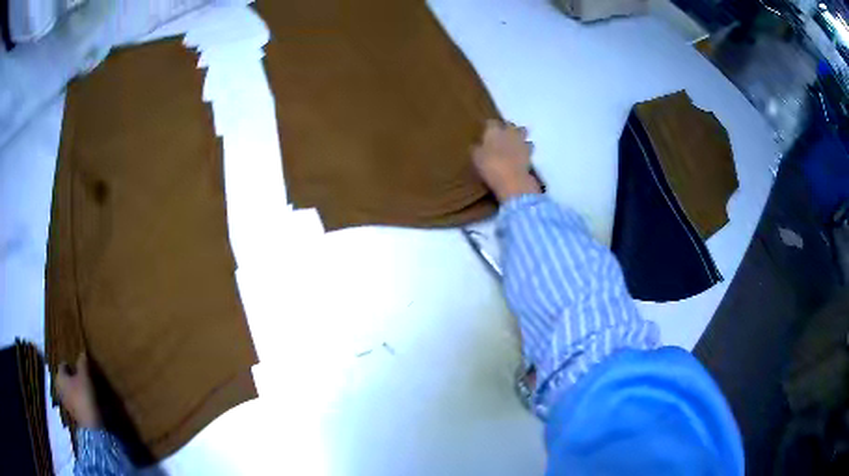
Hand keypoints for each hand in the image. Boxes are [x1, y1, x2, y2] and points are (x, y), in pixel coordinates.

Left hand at [56, 353, 101, 428]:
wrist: (91, 426)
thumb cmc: (84, 396)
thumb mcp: (85, 376)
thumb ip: (82, 363)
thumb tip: (82, 352)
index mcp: (58, 376)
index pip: (63, 365)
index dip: (71, 364)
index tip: (80, 367)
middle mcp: (58, 387)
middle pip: (65, 378)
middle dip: (72, 378)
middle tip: (82, 379)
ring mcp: (64, 402)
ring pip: (69, 391)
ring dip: (75, 390)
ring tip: (85, 391)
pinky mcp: (71, 413)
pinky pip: (73, 401)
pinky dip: (77, 400)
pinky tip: (85, 402)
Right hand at [472, 119, 540, 201]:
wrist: (512, 179)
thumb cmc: (490, 166)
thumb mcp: (476, 158)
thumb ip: (477, 149)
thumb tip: (477, 145)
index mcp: (494, 130)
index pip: (491, 122)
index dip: (488, 127)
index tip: (486, 131)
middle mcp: (509, 131)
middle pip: (509, 124)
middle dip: (506, 128)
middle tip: (501, 136)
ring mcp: (521, 141)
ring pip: (522, 132)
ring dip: (518, 136)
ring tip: (513, 143)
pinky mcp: (530, 153)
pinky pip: (528, 147)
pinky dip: (525, 149)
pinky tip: (520, 155)